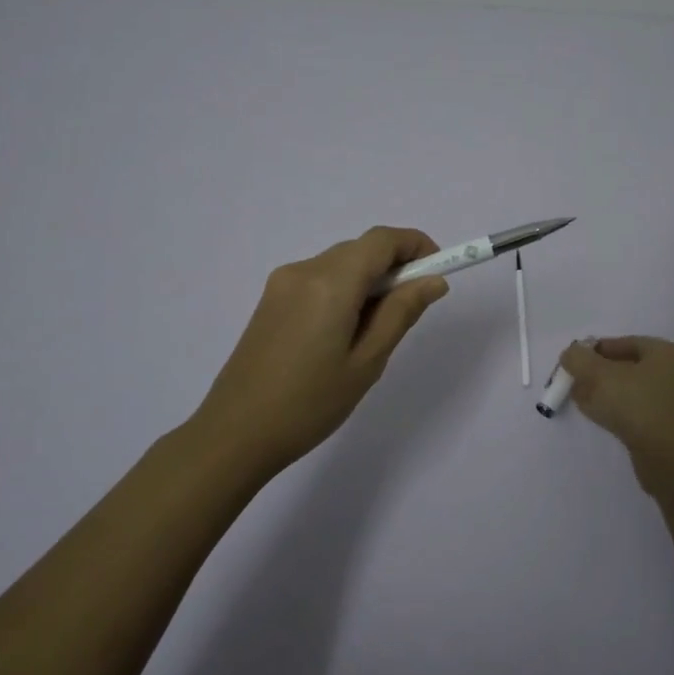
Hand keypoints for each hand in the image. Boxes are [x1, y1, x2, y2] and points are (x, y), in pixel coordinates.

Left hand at [189, 227, 449, 478]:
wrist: (234, 434)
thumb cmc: (309, 404)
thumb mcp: (367, 362)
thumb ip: (401, 313)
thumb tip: (433, 281)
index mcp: (331, 281)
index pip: (382, 240)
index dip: (416, 245)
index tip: (438, 269)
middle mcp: (304, 269)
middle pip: (360, 250)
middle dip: (393, 267)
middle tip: (411, 310)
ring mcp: (282, 283)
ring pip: (339, 264)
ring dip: (367, 281)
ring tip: (373, 332)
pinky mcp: (270, 300)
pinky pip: (318, 279)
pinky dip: (343, 290)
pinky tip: (342, 334)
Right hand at [559, 336, 673, 491]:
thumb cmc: (637, 407)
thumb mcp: (598, 376)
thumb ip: (578, 359)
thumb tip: (571, 354)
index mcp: (668, 353)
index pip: (626, 343)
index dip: (596, 350)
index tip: (576, 362)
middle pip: (632, 368)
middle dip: (601, 374)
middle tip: (578, 383)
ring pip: (637, 393)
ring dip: (609, 395)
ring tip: (584, 402)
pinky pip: (645, 414)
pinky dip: (624, 413)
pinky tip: (603, 421)